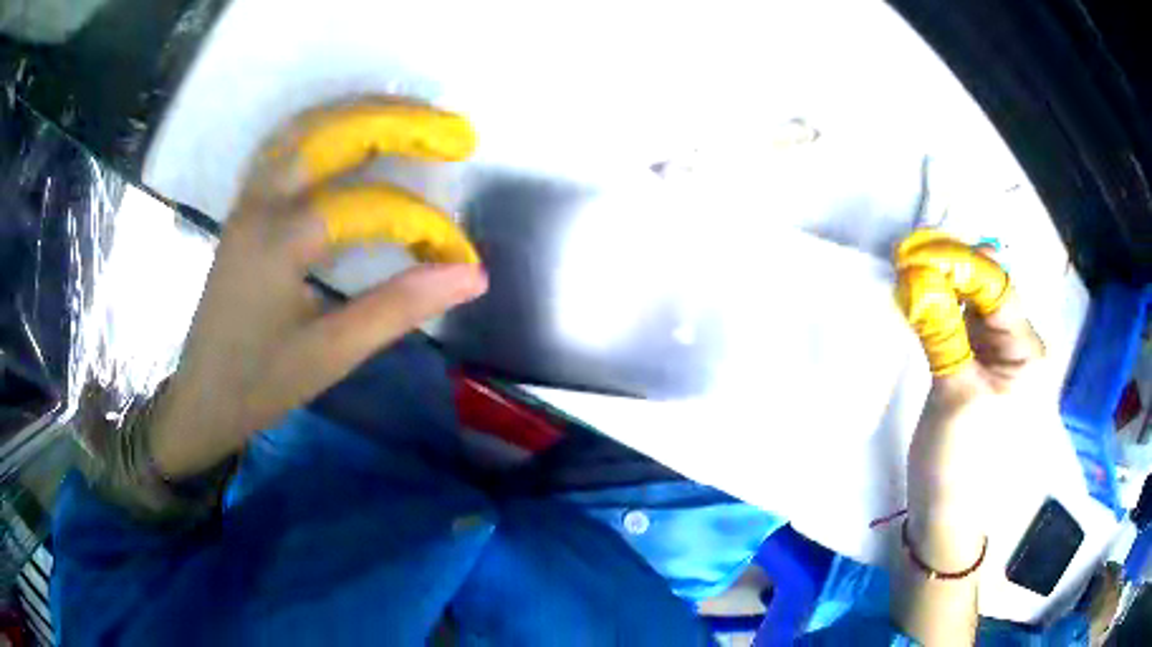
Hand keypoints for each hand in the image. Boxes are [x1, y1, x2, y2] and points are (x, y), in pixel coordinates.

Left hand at [148, 101, 487, 477]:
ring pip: (308, 127)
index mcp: (281, 239)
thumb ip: (400, 307)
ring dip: (364, 114)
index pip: (371, 206)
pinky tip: (355, 134)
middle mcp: (262, 202)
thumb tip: (472, 275)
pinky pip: (288, 145)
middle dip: (401, 122)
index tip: (461, 256)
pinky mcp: (246, 206)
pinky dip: (329, 128)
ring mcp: (249, 198)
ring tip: (414, 118)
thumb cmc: (260, 383)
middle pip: (335, 131)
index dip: (425, 224)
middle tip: (455, 131)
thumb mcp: (332, 355)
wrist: (202, 398)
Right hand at [897, 235, 1044, 564]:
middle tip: (909, 256)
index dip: (961, 263)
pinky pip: (962, 327)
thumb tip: (918, 277)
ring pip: (973, 307)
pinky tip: (921, 301)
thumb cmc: (960, 463)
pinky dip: (941, 312)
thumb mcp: (954, 395)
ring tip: (910, 271)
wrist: (945, 516)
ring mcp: (997, 358)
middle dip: (952, 270)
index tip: (919, 250)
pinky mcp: (976, 368)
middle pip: (987, 292)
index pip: (998, 289)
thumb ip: (942, 332)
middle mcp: (1017, 348)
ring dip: (944, 288)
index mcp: (1027, 354)